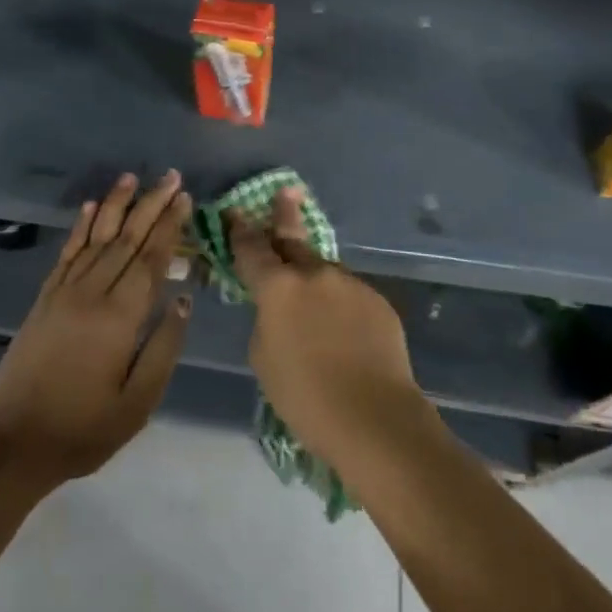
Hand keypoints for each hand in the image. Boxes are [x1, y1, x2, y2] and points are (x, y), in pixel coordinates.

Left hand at [0, 172, 193, 487]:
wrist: (12, 442)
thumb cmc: (83, 429)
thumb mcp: (137, 403)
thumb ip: (164, 348)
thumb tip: (184, 299)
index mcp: (119, 317)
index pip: (151, 259)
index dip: (169, 226)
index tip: (185, 198)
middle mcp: (92, 293)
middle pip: (127, 239)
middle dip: (151, 205)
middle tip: (171, 176)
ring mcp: (64, 292)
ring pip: (97, 237)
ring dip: (117, 205)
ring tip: (133, 177)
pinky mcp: (45, 298)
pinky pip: (67, 252)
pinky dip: (81, 226)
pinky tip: (91, 207)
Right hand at [229, 187, 425, 471]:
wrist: (375, 418)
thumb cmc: (306, 397)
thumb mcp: (264, 357)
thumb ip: (267, 319)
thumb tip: (280, 308)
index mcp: (278, 287)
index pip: (252, 249)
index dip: (240, 231)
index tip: (235, 213)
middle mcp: (314, 274)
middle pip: (293, 239)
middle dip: (285, 215)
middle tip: (286, 193)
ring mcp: (349, 283)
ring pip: (324, 273)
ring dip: (314, 278)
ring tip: (315, 306)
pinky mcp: (377, 300)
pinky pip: (349, 295)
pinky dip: (340, 305)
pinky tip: (344, 332)